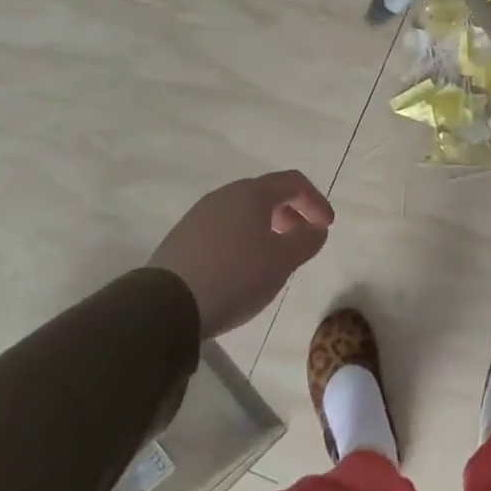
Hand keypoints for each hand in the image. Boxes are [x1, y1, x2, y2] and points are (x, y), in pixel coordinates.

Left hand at [148, 171, 332, 339]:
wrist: (164, 307)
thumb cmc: (234, 276)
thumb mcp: (282, 261)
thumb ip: (307, 240)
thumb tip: (315, 228)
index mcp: (252, 193)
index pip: (294, 182)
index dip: (316, 201)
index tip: (326, 227)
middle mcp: (224, 195)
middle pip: (267, 194)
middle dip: (291, 214)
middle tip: (301, 240)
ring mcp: (199, 216)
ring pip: (243, 213)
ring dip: (266, 228)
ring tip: (272, 258)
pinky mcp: (182, 239)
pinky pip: (223, 230)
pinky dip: (242, 240)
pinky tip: (241, 269)